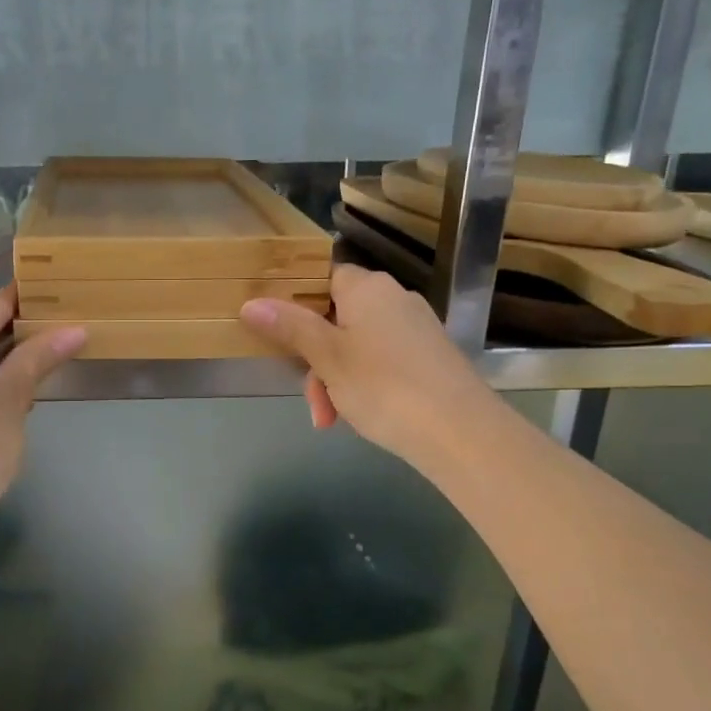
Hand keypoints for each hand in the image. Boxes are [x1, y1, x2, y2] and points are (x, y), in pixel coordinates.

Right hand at [239, 264, 490, 470]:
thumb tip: (251, 303)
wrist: (460, 432)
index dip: (296, 303)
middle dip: (315, 361)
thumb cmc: (384, 386)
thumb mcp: (327, 358)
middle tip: (312, 401)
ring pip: (356, 346)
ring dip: (335, 380)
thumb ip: (290, 327)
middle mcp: (394, 299)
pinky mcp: (429, 358)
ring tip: (331, 420)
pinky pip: (381, 362)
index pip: (322, 278)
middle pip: (335, 318)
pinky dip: (363, 386)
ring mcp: (415, 329)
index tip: (278, 336)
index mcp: (367, 288)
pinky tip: (360, 416)